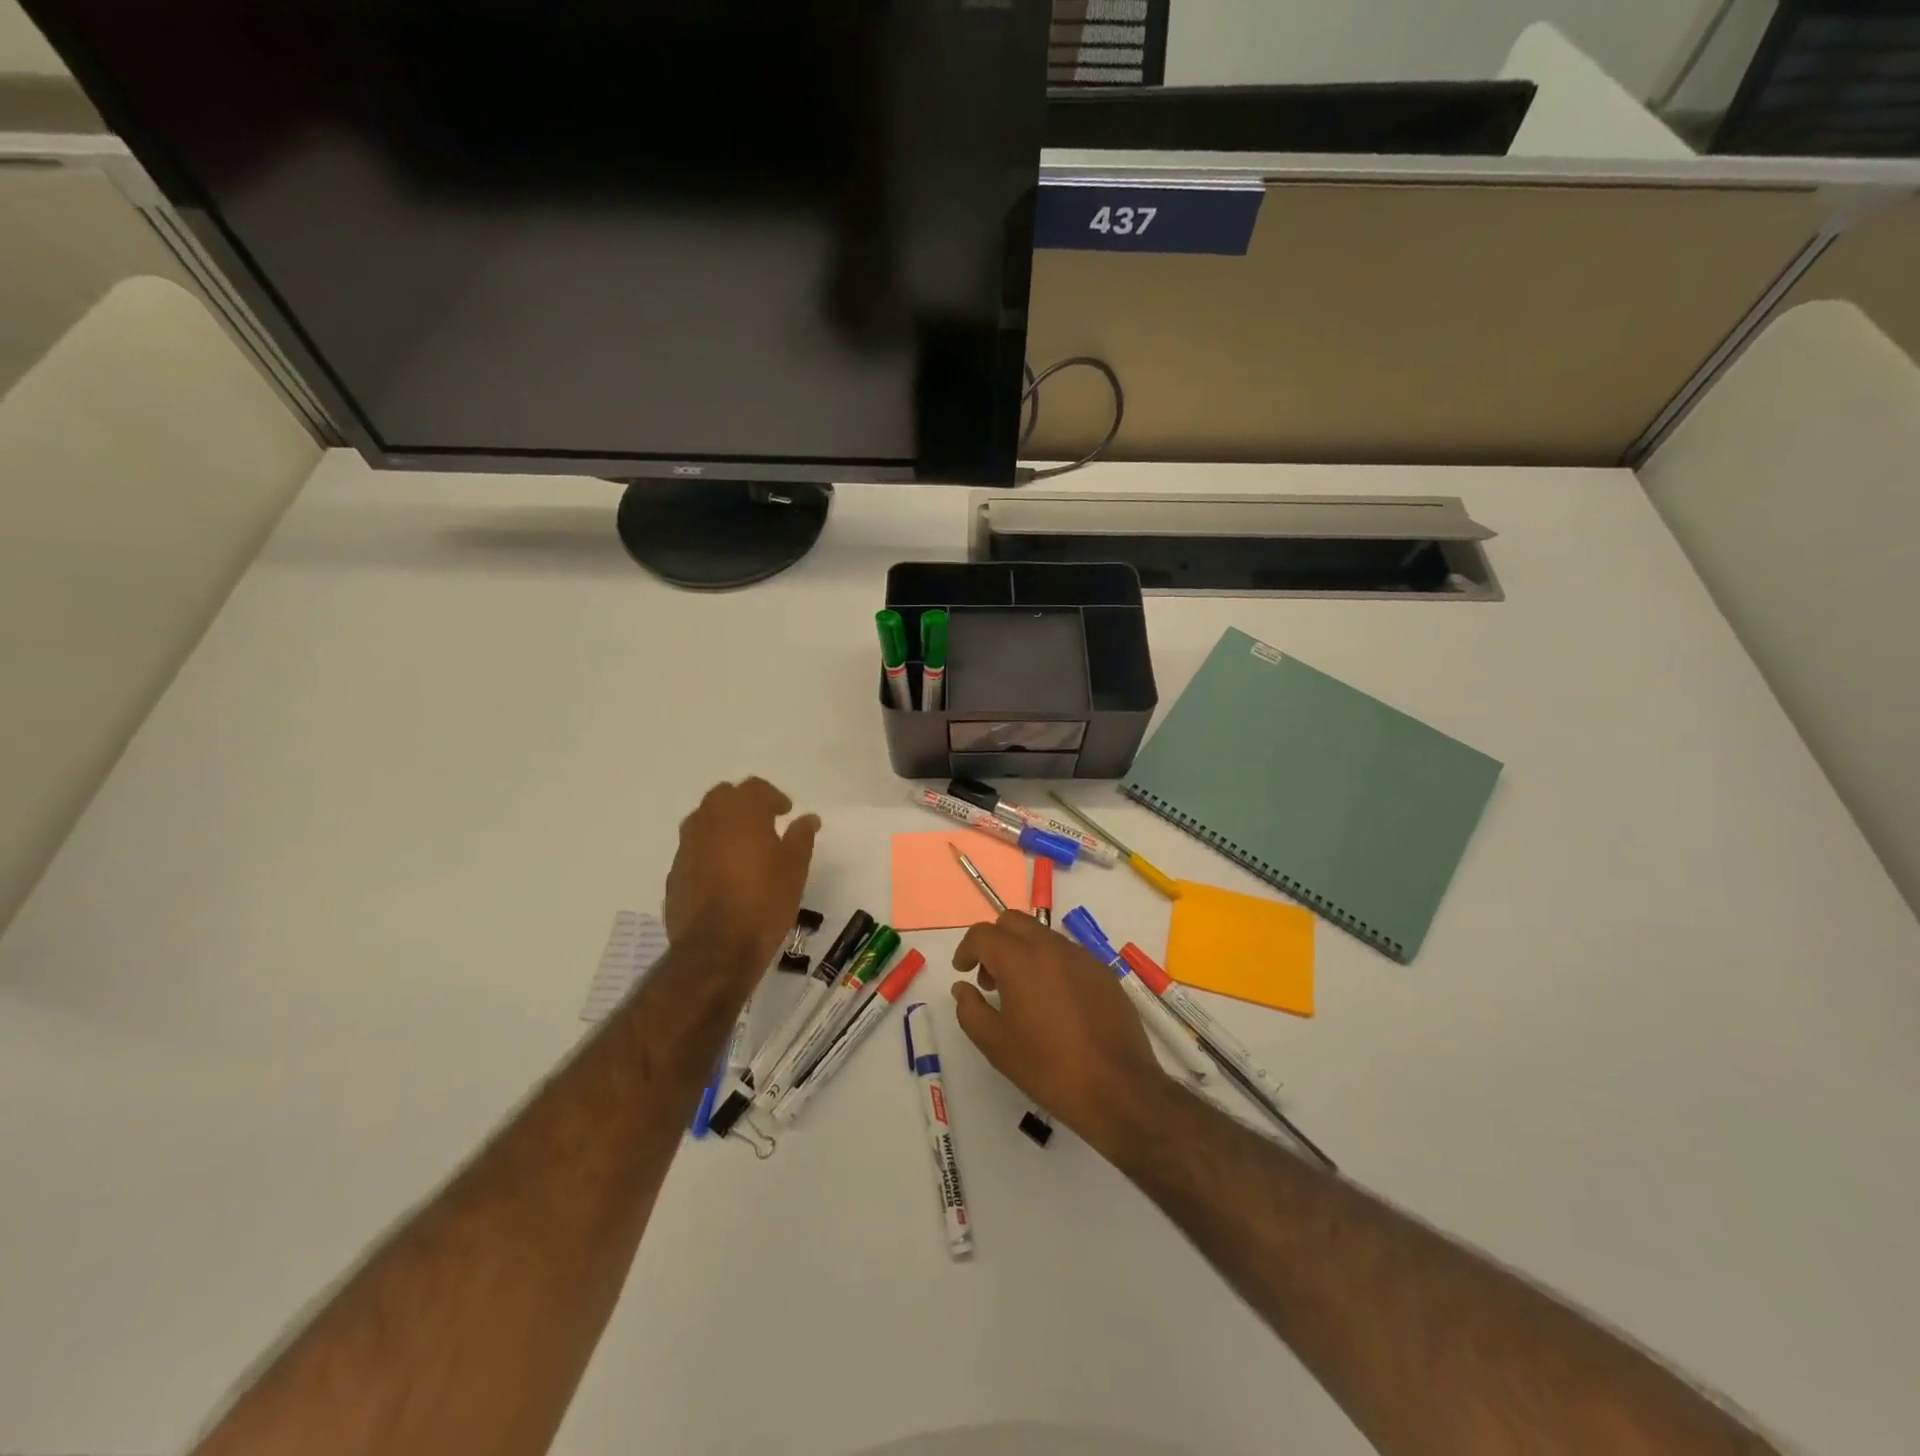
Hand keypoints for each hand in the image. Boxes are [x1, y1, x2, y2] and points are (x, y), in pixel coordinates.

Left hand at [664, 777, 819, 972]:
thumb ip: (801, 836)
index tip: (786, 813)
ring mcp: (686, 846)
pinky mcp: (675, 873)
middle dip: (744, 805)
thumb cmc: (764, 900)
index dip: (773, 797)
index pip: (756, 788)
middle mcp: (707, 820)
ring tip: (744, 849)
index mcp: (740, 811)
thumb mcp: (795, 868)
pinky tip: (725, 876)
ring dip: (724, 826)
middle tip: (765, 825)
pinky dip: (710, 852)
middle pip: (724, 797)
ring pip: (705, 821)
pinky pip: (695, 850)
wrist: (717, 949)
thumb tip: (807, 818)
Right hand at [951, 913, 1170, 1150]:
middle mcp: (1051, 946)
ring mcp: (1082, 956)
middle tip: (990, 979)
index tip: (962, 971)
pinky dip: (1051, 964)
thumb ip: (970, 1010)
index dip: (967, 949)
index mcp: (1020, 958)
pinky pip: (1068, 954)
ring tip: (1022, 994)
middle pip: (1013, 922)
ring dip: (1023, 951)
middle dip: (995, 942)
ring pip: (1042, 935)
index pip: (983, 934)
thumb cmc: (1048, 1067)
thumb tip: (963, 988)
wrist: (1118, 1088)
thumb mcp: (996, 1044)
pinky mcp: (1103, 971)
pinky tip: (1054, 1003)